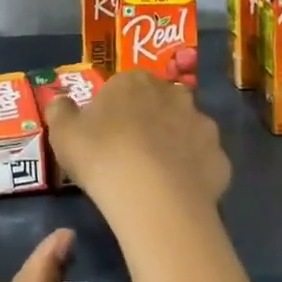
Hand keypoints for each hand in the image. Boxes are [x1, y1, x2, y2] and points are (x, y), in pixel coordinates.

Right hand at [44, 71, 230, 222]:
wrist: (154, 199)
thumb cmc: (102, 156)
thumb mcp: (63, 133)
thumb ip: (60, 111)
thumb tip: (60, 100)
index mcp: (135, 82)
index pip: (125, 86)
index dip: (115, 108)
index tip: (105, 133)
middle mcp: (174, 94)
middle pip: (160, 103)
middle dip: (150, 121)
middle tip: (131, 152)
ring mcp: (202, 126)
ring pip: (186, 130)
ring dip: (175, 145)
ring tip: (157, 177)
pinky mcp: (220, 159)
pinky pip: (204, 163)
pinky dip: (193, 173)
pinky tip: (178, 194)